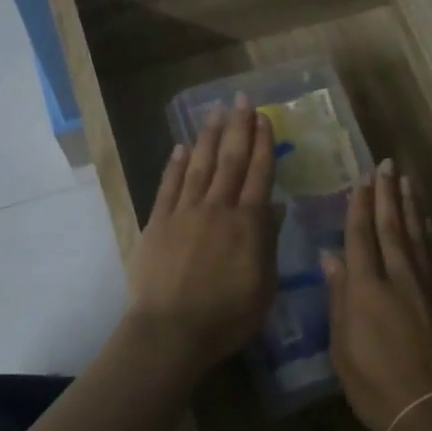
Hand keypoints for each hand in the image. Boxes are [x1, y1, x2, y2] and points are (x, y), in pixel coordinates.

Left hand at [126, 95, 278, 374]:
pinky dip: (176, 165)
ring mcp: (184, 213)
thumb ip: (268, 241)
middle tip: (242, 99)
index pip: (259, 174)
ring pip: (200, 166)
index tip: (265, 118)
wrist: (171, 331)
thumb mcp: (264, 285)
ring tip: (215, 112)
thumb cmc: (227, 316)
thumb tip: (274, 205)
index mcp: (247, 223)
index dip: (263, 144)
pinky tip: (182, 148)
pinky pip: (169, 186)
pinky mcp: (157, 223)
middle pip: (230, 160)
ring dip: (209, 137)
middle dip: (238, 127)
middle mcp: (217, 208)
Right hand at [321, 161, 431, 430]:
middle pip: (391, 226)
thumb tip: (331, 258)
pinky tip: (426, 219)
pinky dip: (428, 230)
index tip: (361, 180)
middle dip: (386, 194)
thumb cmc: (376, 386)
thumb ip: (339, 298)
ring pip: (416, 233)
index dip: (359, 206)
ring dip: (410, 204)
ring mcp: (427, 284)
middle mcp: (398, 276)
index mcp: (367, 289)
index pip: (361, 236)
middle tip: (386, 164)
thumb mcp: (343, 348)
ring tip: (406, 180)